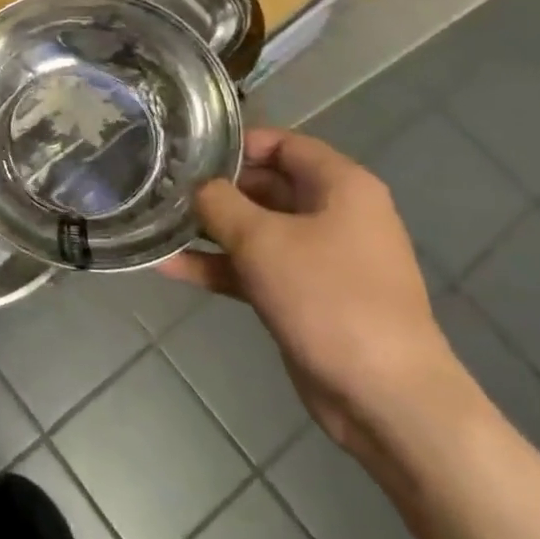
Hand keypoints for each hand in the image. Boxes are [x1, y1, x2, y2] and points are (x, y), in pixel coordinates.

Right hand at [161, 129, 469, 455]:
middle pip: (265, 185)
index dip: (236, 143)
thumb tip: (196, 187)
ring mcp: (319, 258)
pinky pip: (255, 268)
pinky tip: (170, 267)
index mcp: (340, 186)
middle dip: (214, 189)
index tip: (188, 152)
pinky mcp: (303, 296)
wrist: (383, 395)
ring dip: (209, 231)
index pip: (284, 143)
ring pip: (255, 230)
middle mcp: (333, 214)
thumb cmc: (328, 297)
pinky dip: (219, 267)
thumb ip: (220, 203)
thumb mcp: (262, 240)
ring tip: (155, 225)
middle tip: (161, 188)